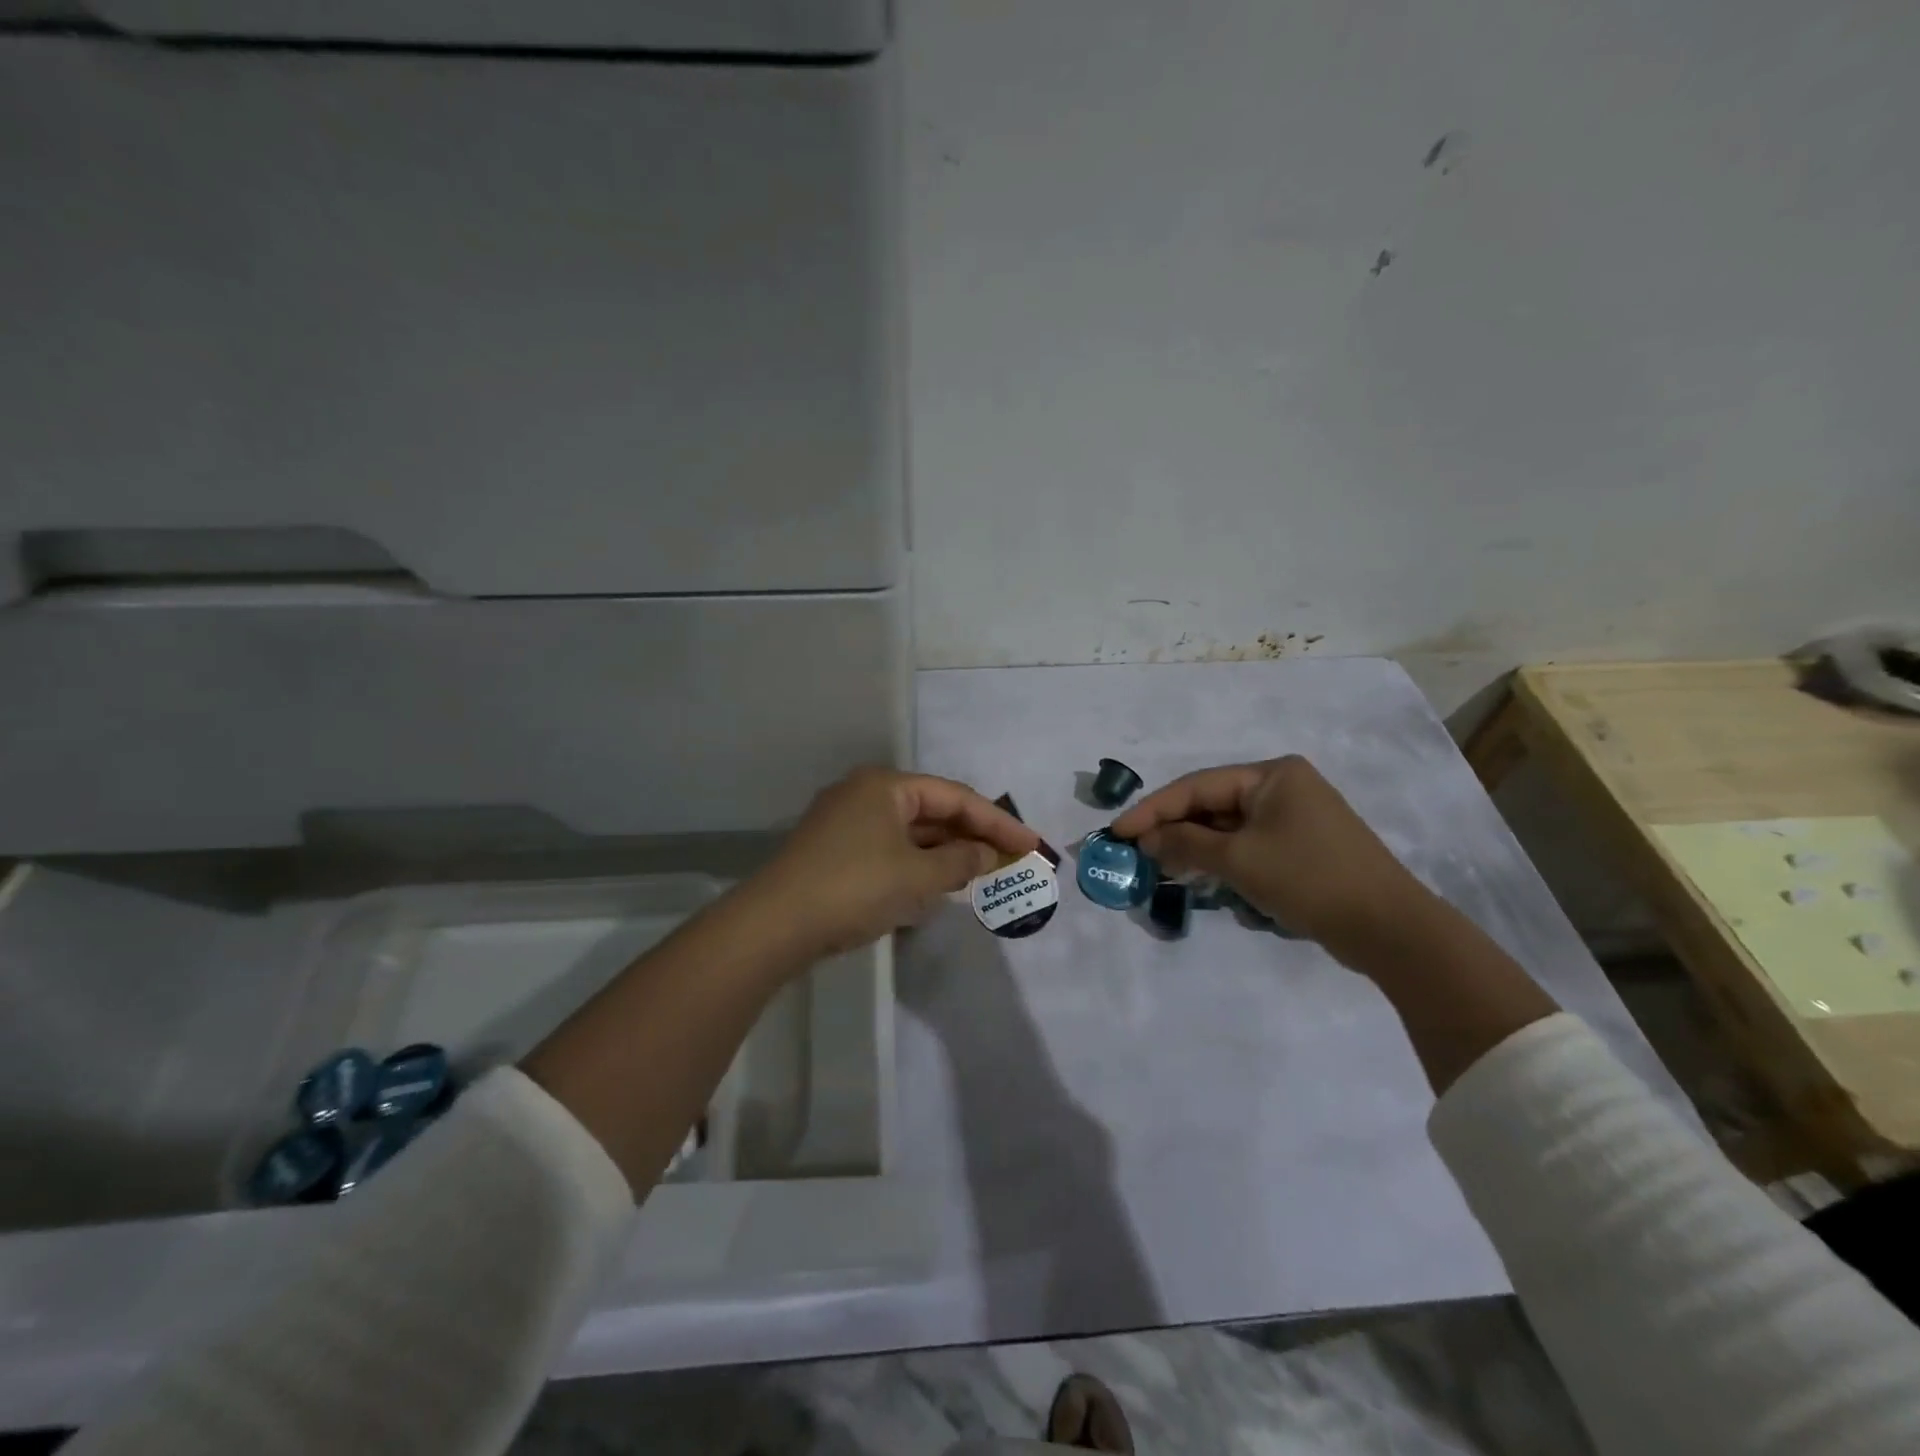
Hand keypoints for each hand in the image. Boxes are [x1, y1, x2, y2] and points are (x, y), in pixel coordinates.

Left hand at [746, 766, 1039, 958]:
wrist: (774, 925)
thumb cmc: (854, 888)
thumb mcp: (917, 877)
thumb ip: (960, 862)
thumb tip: (986, 855)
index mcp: (886, 786)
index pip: (955, 797)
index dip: (998, 821)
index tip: (1031, 844)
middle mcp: (865, 793)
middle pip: (932, 810)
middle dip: (972, 835)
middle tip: (1011, 857)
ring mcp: (846, 821)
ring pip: (910, 831)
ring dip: (946, 851)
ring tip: (982, 871)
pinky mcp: (835, 850)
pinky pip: (890, 848)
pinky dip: (918, 863)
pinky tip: (937, 882)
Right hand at [1109, 755, 1428, 954]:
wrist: (1389, 928)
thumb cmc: (1309, 878)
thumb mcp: (1239, 860)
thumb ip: (1186, 844)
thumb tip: (1145, 840)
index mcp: (1271, 774)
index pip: (1197, 786)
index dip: (1152, 810)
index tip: (1117, 831)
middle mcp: (1283, 786)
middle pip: (1212, 803)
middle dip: (1173, 829)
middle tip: (1135, 851)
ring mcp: (1295, 817)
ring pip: (1228, 826)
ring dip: (1194, 846)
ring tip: (1159, 866)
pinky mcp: (1301, 846)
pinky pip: (1248, 844)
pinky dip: (1221, 858)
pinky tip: (1198, 875)